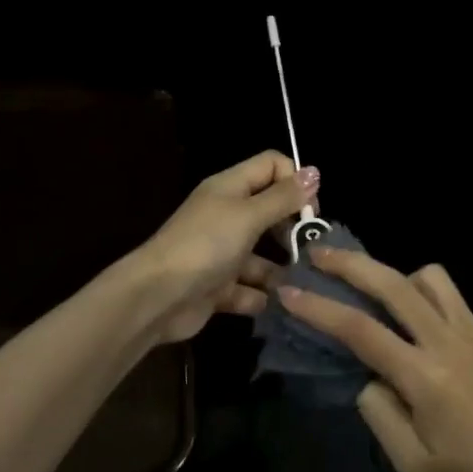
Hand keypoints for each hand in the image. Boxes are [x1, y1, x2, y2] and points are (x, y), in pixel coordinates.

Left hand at [135, 151, 318, 343]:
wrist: (157, 297)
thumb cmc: (205, 245)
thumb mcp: (248, 215)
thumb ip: (282, 197)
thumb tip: (314, 172)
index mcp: (230, 187)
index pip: (271, 166)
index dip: (295, 180)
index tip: (312, 210)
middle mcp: (226, 215)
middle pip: (269, 211)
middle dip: (292, 229)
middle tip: (310, 249)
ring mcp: (221, 252)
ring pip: (261, 256)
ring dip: (280, 270)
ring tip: (302, 285)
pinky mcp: (217, 286)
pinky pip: (247, 289)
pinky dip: (260, 297)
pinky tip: (275, 305)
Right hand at [280, 249, 472, 471]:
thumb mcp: (412, 465)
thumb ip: (379, 411)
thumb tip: (368, 375)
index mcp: (425, 376)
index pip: (359, 329)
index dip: (318, 307)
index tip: (289, 291)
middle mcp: (451, 341)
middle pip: (394, 283)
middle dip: (351, 263)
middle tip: (320, 254)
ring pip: (432, 278)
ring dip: (399, 277)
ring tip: (382, 297)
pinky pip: (456, 308)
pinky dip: (432, 310)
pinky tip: (430, 344)